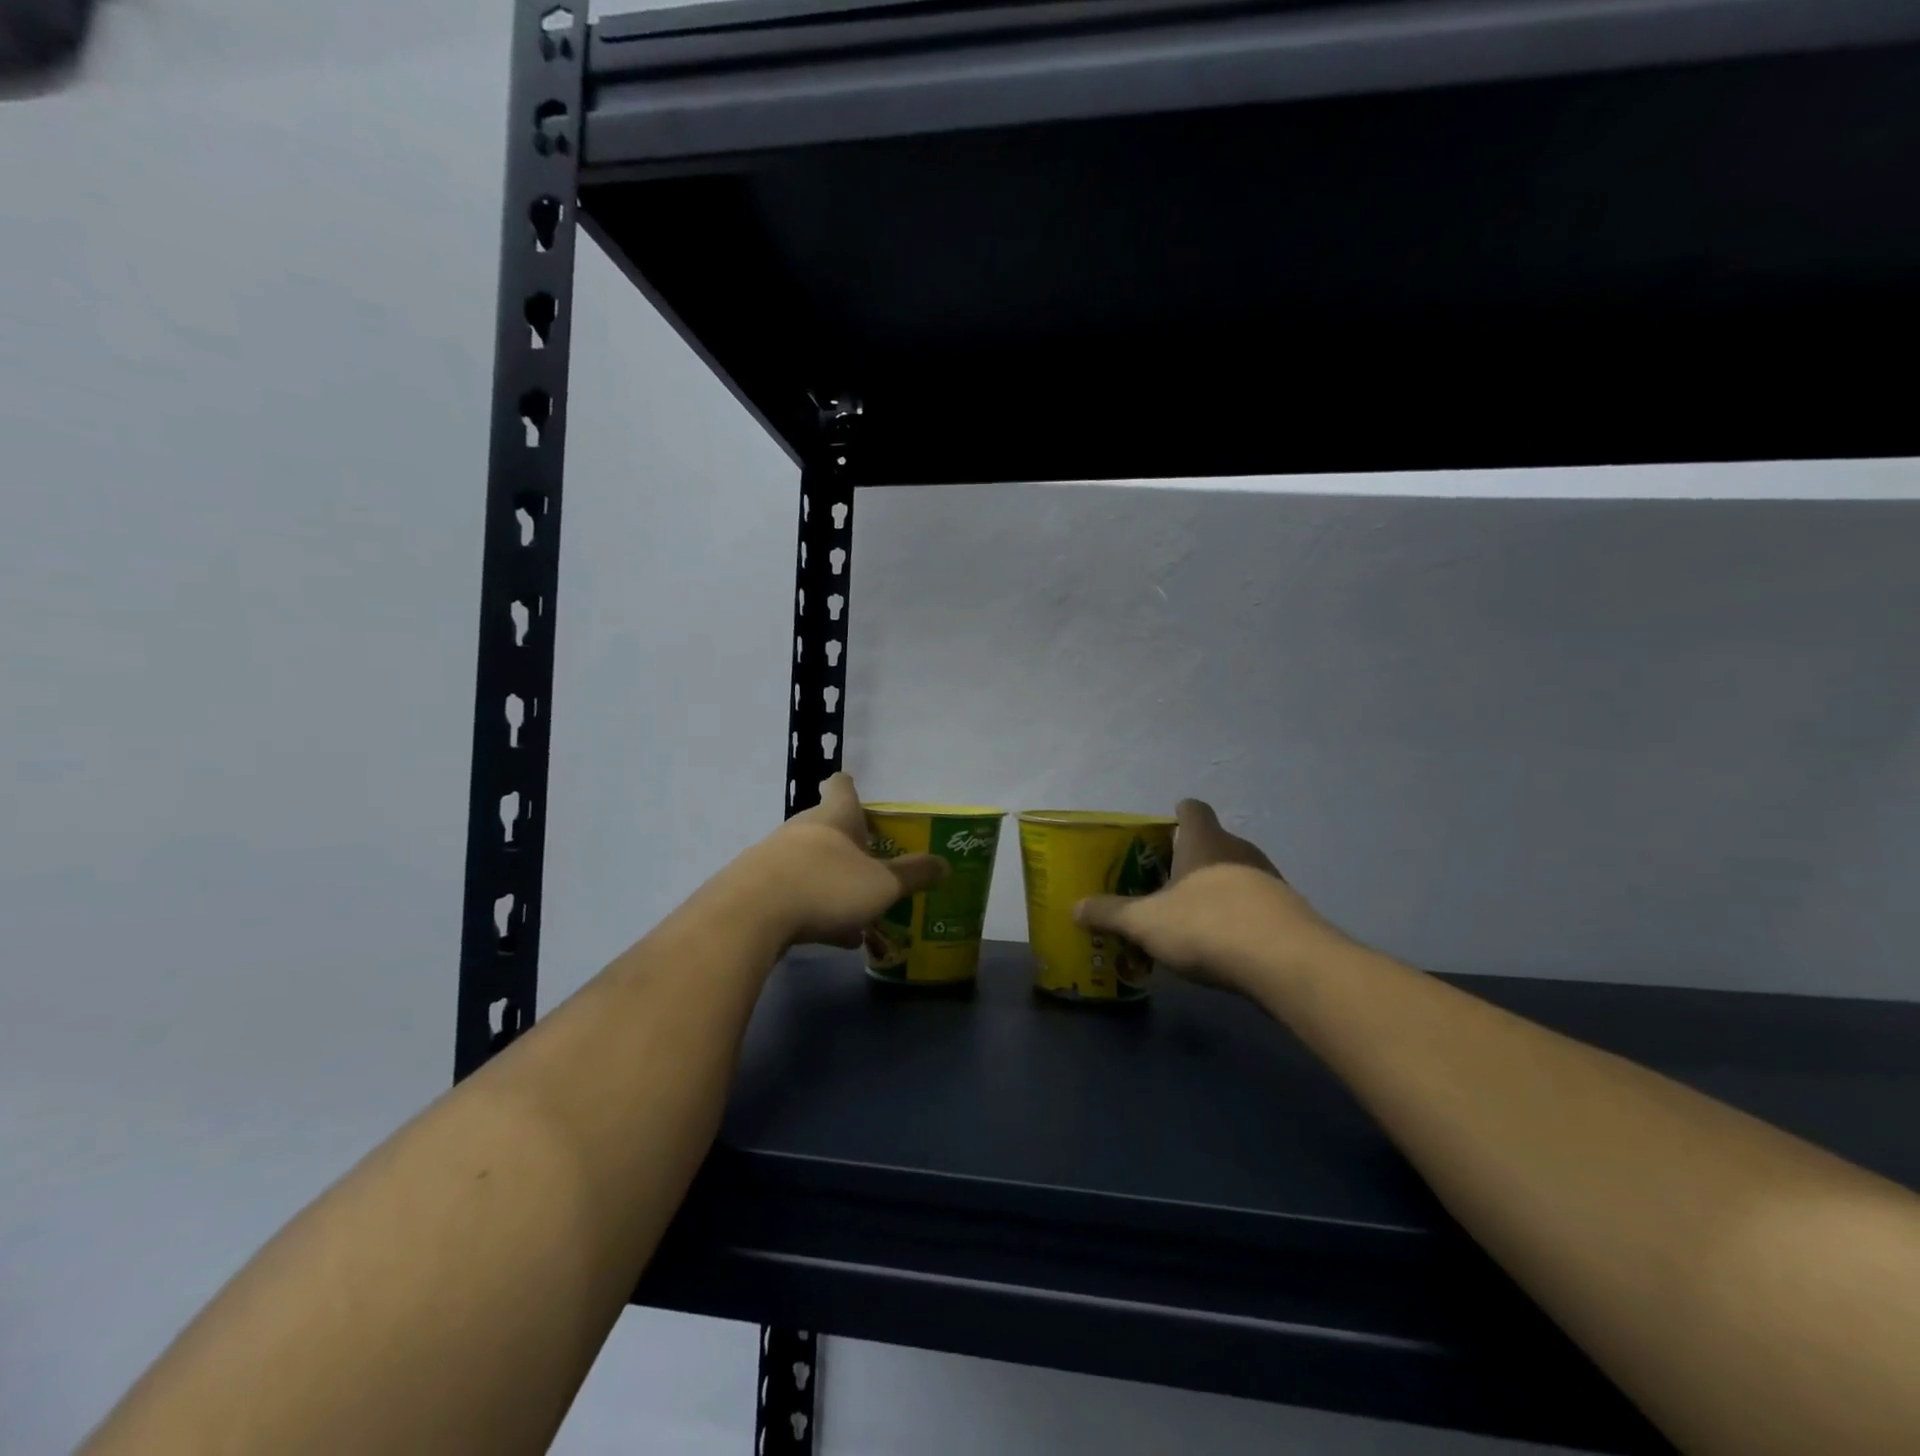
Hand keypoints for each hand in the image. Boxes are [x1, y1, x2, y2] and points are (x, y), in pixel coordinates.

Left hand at [739, 773, 947, 949]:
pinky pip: (793, 891)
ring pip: (809, 861)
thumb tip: (946, 864)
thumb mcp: (882, 885)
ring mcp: (773, 856)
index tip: (856, 792)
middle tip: (872, 865)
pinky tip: (831, 935)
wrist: (749, 916)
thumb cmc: (826, 886)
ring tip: (858, 911)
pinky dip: (813, 906)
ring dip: (832, 880)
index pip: (841, 786)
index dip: (850, 787)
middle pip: (826, 825)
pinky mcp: (754, 887)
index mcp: (835, 817)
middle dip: (848, 844)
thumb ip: (914, 875)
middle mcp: (802, 829)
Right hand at [1074, 799, 1350, 994]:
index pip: (1192, 809)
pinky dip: (1239, 914)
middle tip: (1164, 880)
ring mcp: (1270, 880)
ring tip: (1191, 915)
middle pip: (1214, 842)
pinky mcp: (1290, 912)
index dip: (1177, 814)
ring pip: (1237, 873)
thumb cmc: (1206, 924)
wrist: (1286, 963)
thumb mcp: (1146, 922)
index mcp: (1204, 841)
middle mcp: (1240, 850)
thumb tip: (1075, 908)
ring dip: (1217, 887)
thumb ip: (1110, 913)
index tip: (1163, 827)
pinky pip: (1256, 903)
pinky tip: (1224, 942)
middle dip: (1191, 857)